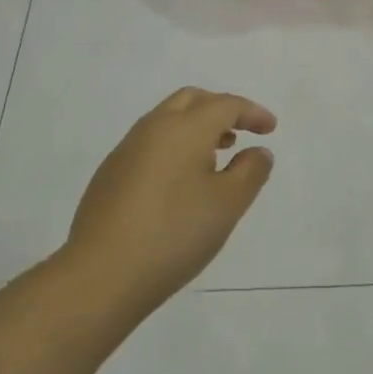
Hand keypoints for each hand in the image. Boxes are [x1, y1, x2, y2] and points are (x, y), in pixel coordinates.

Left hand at [63, 88, 275, 306]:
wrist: (101, 274)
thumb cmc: (175, 233)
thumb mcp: (228, 204)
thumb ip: (251, 171)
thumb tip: (257, 151)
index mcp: (185, 128)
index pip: (226, 105)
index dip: (252, 113)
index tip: (271, 129)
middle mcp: (153, 128)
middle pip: (191, 100)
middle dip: (220, 108)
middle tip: (242, 131)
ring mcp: (126, 150)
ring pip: (167, 120)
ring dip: (196, 126)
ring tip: (216, 155)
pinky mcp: (110, 174)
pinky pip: (150, 143)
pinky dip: (174, 146)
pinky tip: (181, 181)